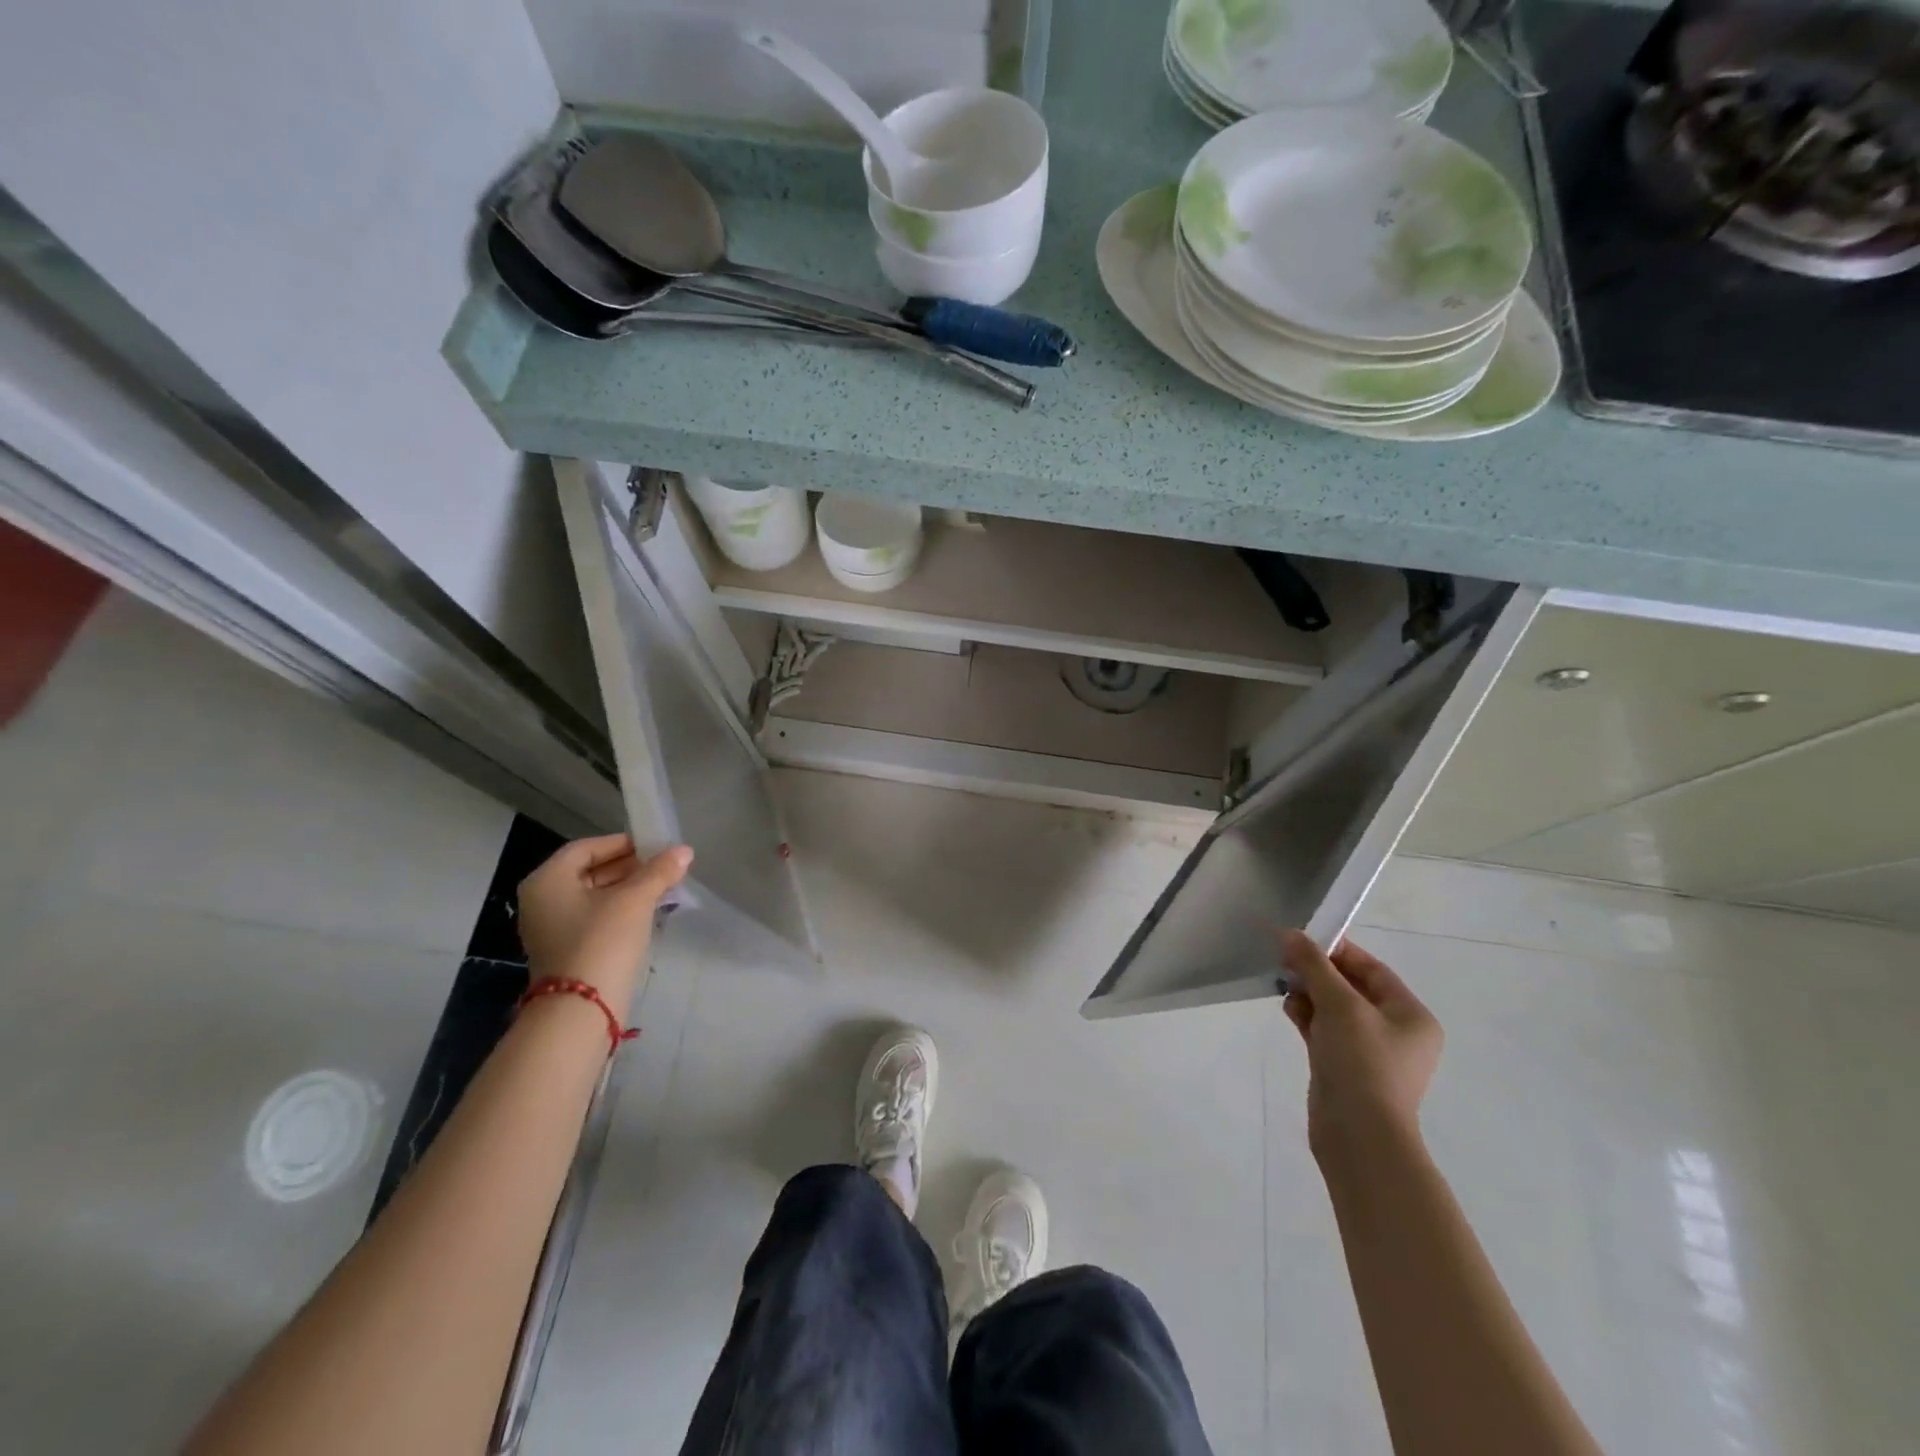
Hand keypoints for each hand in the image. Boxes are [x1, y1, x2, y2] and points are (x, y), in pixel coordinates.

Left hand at [517, 835, 691, 1015]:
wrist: (581, 1010)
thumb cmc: (602, 942)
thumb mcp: (634, 900)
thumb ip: (659, 871)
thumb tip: (684, 850)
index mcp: (548, 881)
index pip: (586, 848)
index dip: (622, 843)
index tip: (655, 845)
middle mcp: (543, 900)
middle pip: (589, 871)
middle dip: (628, 866)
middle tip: (664, 865)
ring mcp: (552, 928)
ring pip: (594, 896)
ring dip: (628, 888)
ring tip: (664, 885)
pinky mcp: (567, 950)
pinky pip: (595, 918)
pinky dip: (620, 910)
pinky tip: (649, 910)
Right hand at [1281, 930, 1442, 1162]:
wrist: (1359, 1135)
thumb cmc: (1361, 1063)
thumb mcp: (1339, 1005)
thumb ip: (1314, 966)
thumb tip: (1291, 934)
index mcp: (1411, 1016)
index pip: (1373, 970)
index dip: (1337, 951)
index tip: (1301, 941)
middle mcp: (1397, 1033)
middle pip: (1352, 988)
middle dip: (1318, 974)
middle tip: (1285, 961)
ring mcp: (1371, 1053)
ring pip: (1335, 1010)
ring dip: (1309, 995)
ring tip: (1284, 986)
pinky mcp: (1346, 1069)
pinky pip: (1326, 1032)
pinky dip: (1308, 1018)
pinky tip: (1289, 1009)